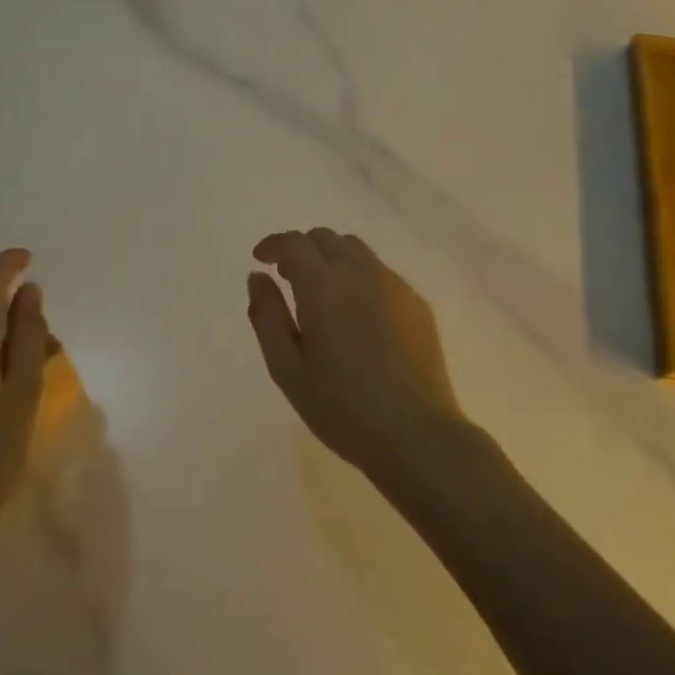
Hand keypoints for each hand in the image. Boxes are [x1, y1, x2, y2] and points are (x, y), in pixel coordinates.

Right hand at [247, 229, 465, 475]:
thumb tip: (258, 278)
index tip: (261, 260)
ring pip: (356, 250)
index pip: (294, 243)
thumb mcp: (287, 369)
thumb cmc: (342, 408)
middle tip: (288, 278)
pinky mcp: (417, 304)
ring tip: (322, 293)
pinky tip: (358, 315)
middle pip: (326, 238)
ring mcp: (394, 286)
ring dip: (331, 258)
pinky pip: (381, 273)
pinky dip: (359, 277)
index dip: (273, 245)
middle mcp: (360, 273)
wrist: (416, 435)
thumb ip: (267, 317)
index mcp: (323, 286)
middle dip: (301, 249)